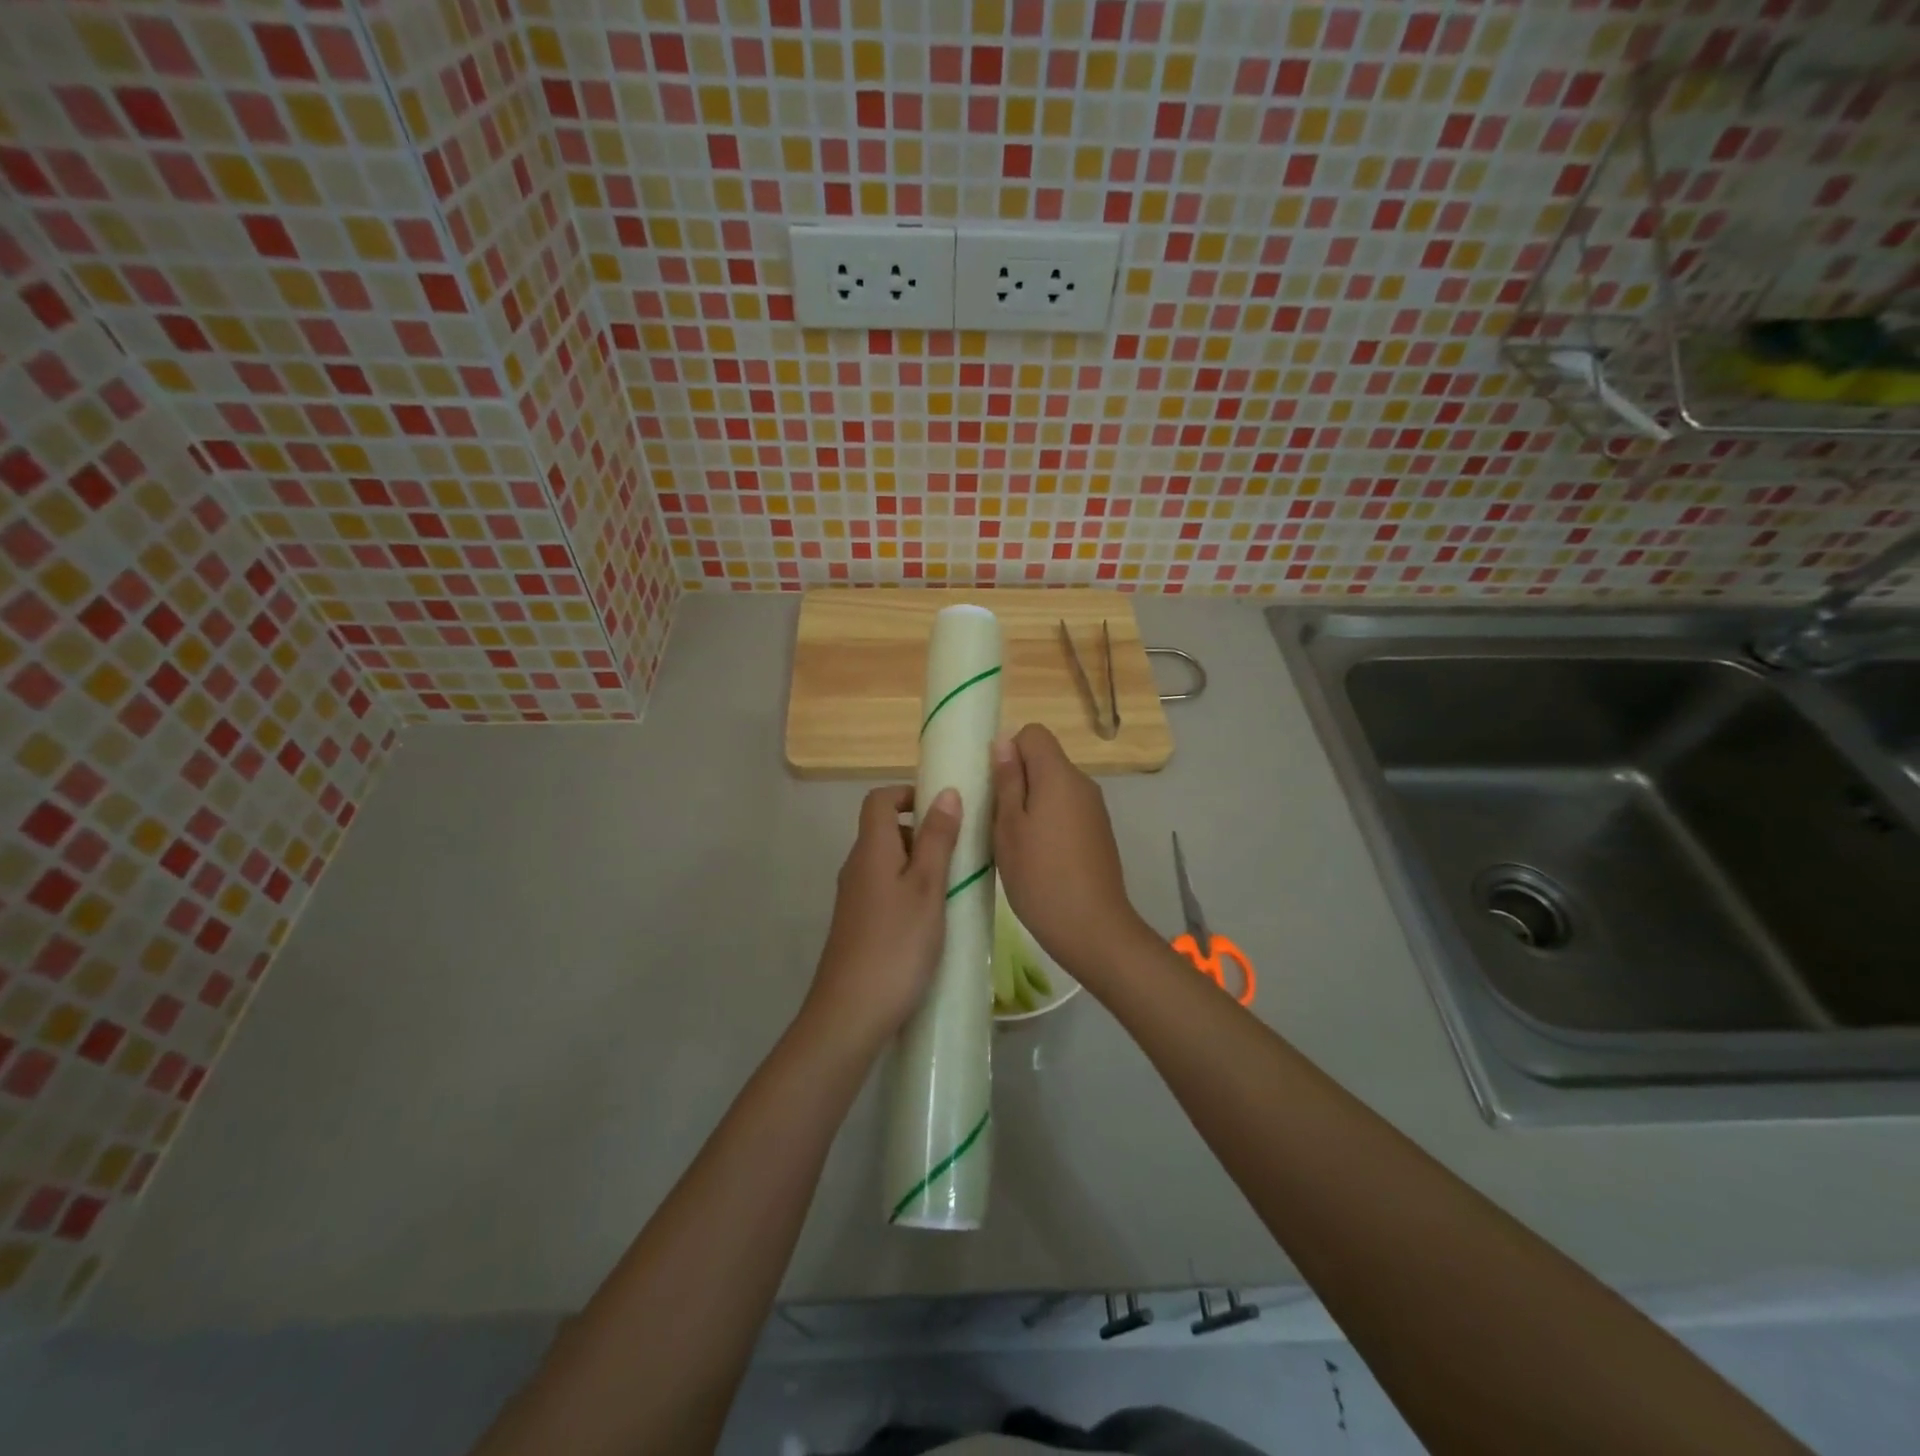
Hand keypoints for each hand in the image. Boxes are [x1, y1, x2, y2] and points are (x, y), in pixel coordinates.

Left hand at [802, 785, 961, 1056]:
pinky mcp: (858, 925)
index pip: (879, 799)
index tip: (943, 809)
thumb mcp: (928, 887)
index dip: (908, 793)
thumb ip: (938, 839)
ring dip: (920, 864)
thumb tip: (946, 792)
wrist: (850, 1014)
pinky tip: (934, 919)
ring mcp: (855, 898)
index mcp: (871, 850)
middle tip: (960, 853)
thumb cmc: (896, 944)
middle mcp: (856, 867)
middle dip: (923, 832)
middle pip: (885, 830)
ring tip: (954, 887)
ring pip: (889, 863)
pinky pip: (886, 890)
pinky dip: (910, 891)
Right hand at [991, 724, 1152, 980]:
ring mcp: (1094, 810)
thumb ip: (1007, 780)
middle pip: (1045, 761)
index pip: (1033, 733)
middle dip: (1017, 780)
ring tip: (1013, 842)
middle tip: (995, 818)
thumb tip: (1004, 742)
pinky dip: (1048, 822)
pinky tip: (1037, 857)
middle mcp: (1082, 784)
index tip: (992, 785)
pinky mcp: (1098, 833)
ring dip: (1031, 803)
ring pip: (1054, 788)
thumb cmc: (1040, 876)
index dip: (1009, 751)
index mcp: (1059, 775)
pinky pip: (1067, 810)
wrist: (1092, 928)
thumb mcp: (1009, 827)